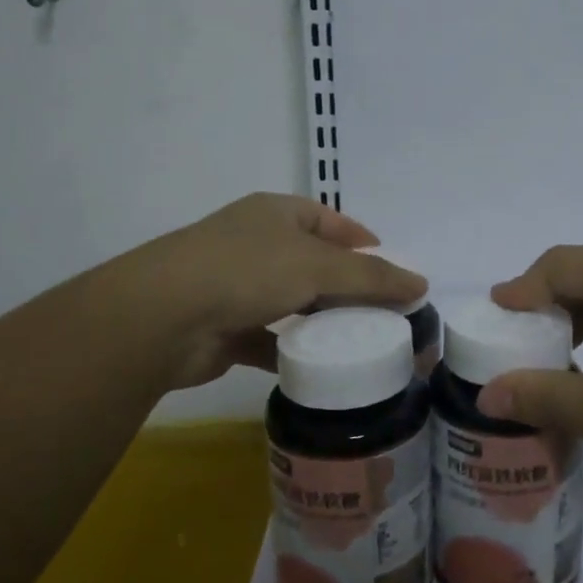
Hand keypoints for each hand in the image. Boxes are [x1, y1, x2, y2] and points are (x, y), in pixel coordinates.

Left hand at [125, 193, 425, 391]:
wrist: (161, 317)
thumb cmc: (246, 271)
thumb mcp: (318, 266)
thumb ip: (372, 277)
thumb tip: (421, 284)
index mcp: (276, 214)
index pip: (330, 220)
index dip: (363, 241)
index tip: (393, 269)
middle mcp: (256, 244)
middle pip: (314, 263)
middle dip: (347, 287)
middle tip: (385, 313)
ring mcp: (237, 286)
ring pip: (293, 302)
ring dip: (321, 320)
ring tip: (360, 342)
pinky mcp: (225, 329)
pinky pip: (270, 339)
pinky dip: (292, 352)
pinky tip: (319, 369)